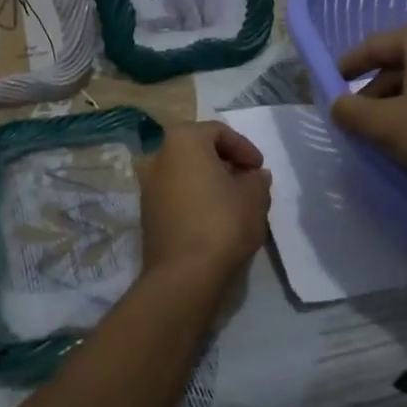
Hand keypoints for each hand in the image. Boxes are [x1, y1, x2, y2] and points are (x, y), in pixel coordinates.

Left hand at [137, 122, 271, 289]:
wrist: (183, 275)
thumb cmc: (222, 222)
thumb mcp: (254, 196)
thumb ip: (257, 179)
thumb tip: (254, 176)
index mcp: (182, 140)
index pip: (218, 131)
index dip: (244, 147)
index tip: (259, 169)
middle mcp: (158, 156)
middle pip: (199, 151)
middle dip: (226, 164)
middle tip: (248, 182)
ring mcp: (148, 186)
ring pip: (186, 174)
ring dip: (210, 182)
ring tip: (235, 203)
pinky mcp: (147, 215)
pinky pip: (177, 196)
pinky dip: (196, 199)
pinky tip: (215, 220)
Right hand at [330, 19, 406, 203]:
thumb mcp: (388, 127)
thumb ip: (353, 113)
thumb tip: (337, 105)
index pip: (374, 45)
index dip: (348, 65)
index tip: (330, 83)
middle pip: (402, 62)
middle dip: (377, 89)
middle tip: (359, 118)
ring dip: (404, 101)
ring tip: (390, 132)